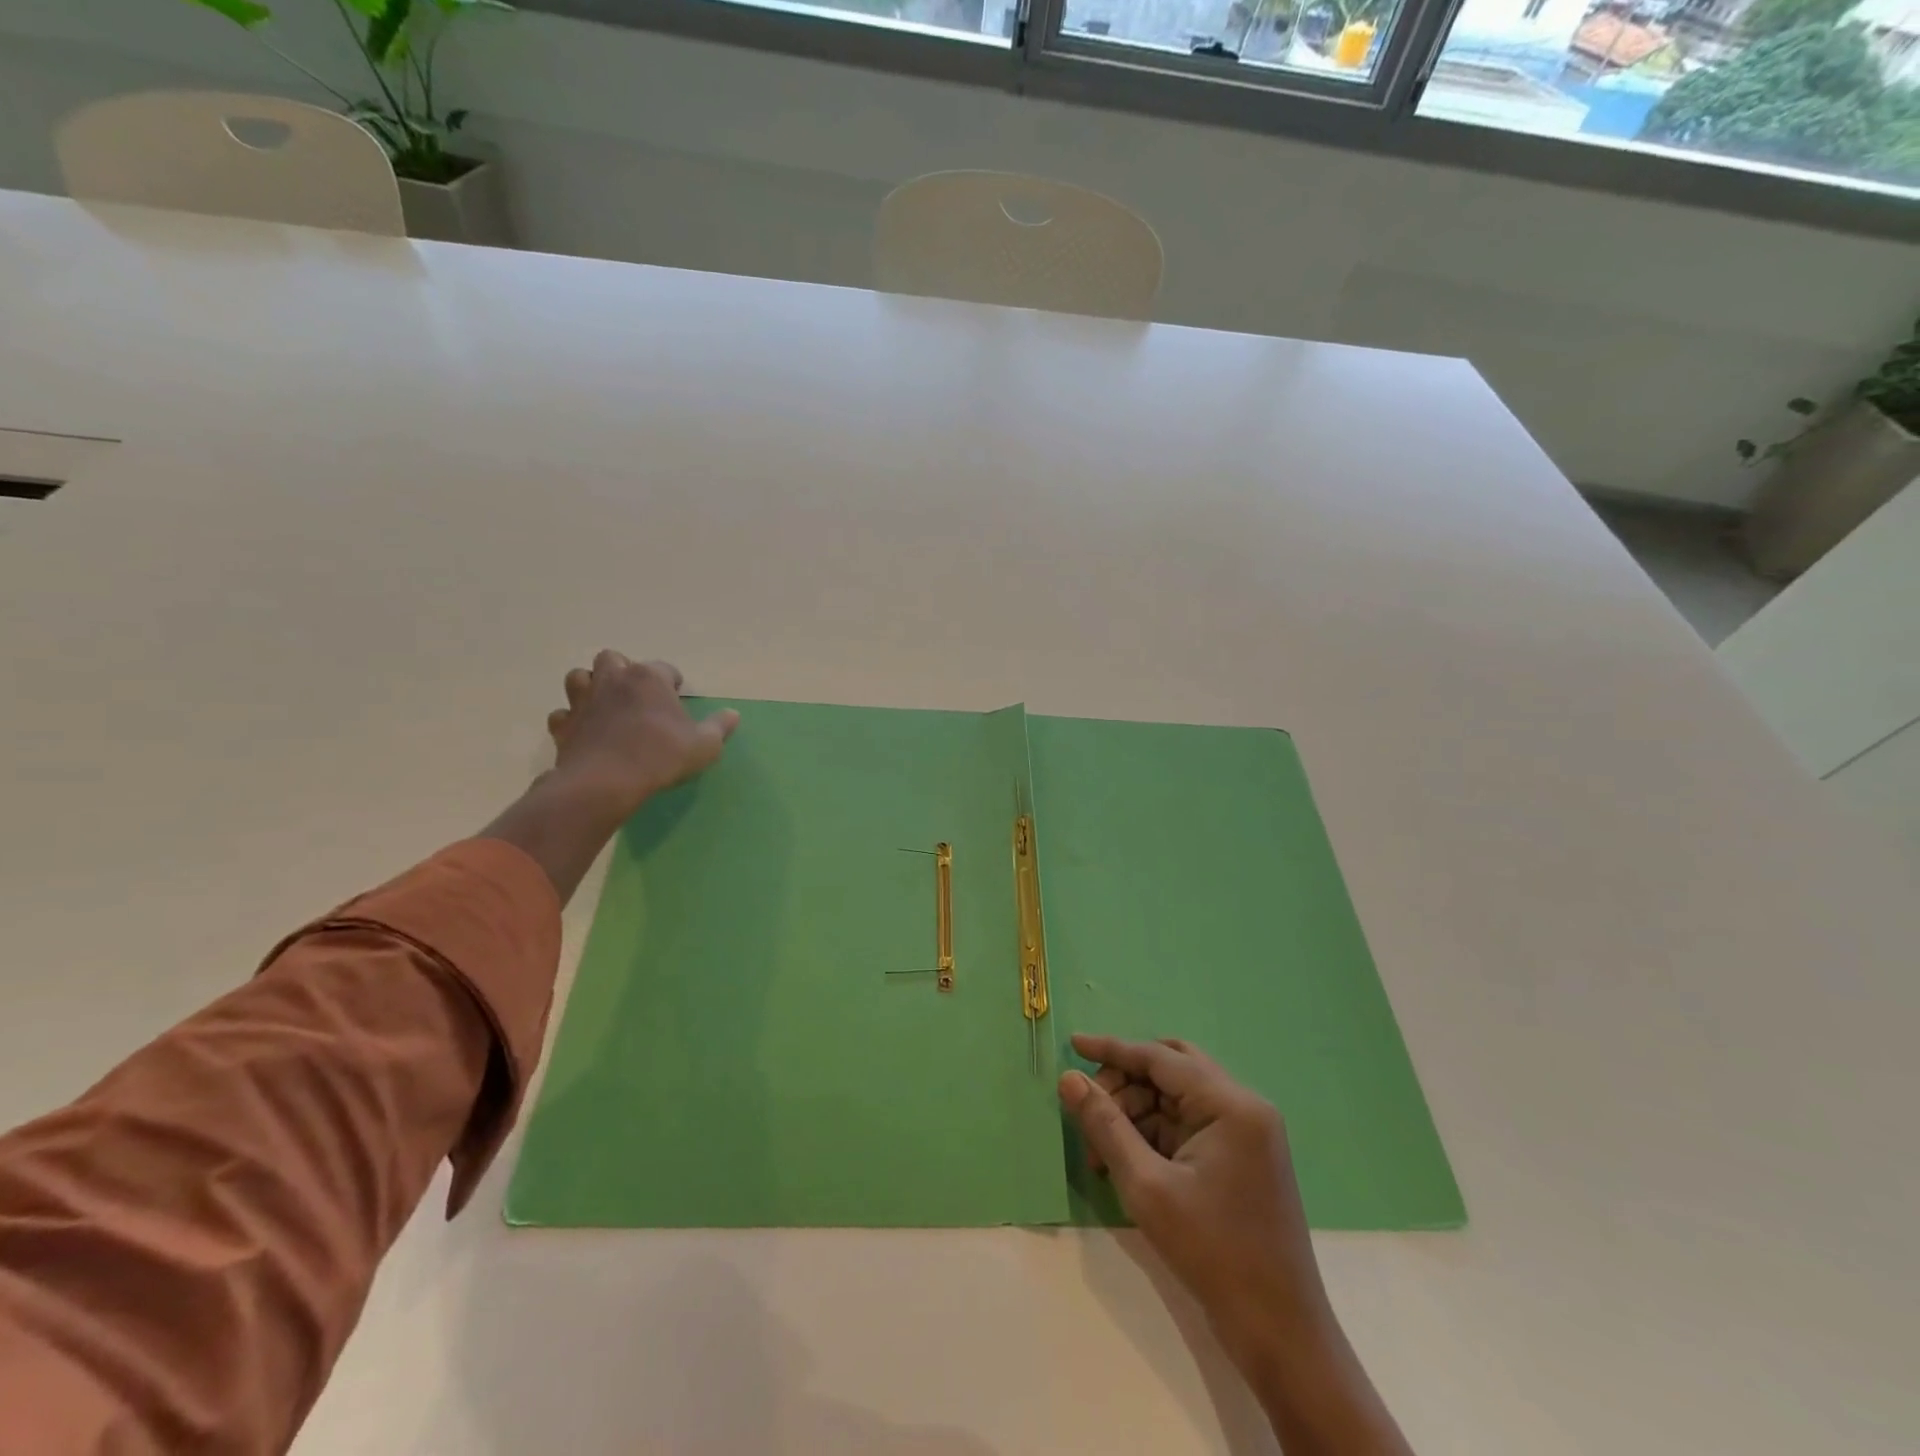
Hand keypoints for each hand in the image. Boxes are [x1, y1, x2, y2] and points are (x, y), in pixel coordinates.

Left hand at [545, 651, 739, 821]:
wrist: (606, 782)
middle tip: (636, 694)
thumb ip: (719, 727)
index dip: (672, 681)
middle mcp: (613, 679)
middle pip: (613, 659)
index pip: (664, 668)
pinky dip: (571, 719)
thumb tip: (733, 714)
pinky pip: (562, 714)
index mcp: (649, 678)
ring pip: (579, 677)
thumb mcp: (704, 746)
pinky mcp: (563, 725)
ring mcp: (583, 700)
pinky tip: (583, 731)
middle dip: (623, 671)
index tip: (676, 696)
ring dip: (591, 686)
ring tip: (605, 705)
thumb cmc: (661, 756)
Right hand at [1060, 1036, 1411, 1454]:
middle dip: (1125, 1083)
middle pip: (1172, 1069)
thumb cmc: (1214, 1254)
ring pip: (1177, 1098)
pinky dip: (1155, 1133)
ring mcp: (1246, 1133)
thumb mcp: (1147, 1188)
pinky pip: (1189, 1125)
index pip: (1161, 1058)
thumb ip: (1106, 1126)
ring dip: (1136, 1113)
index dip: (1113, 1049)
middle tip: (1089, 1109)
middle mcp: (1243, 1107)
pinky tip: (1126, 1161)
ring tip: (1100, 1152)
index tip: (1073, 1044)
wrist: (1281, 1334)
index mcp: (1231, 1104)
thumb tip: (1070, 1079)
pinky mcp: (1241, 1158)